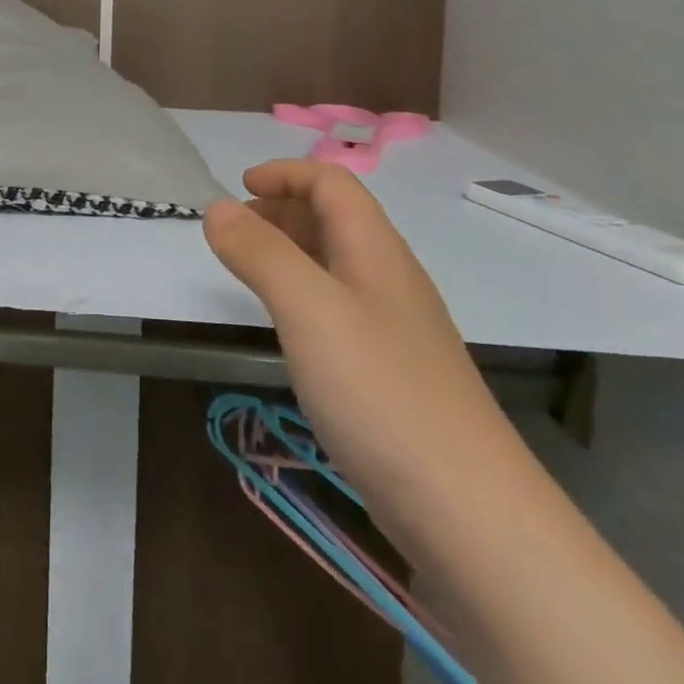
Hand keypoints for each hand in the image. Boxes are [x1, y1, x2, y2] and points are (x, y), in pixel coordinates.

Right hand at [203, 160, 528, 538]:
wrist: (466, 509)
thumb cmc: (380, 390)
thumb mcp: (308, 309)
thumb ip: (260, 252)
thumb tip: (217, 208)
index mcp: (376, 250)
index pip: (332, 183)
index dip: (285, 174)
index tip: (238, 188)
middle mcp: (389, 278)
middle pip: (336, 218)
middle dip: (282, 209)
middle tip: (234, 232)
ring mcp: (395, 327)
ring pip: (337, 263)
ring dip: (290, 251)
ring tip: (249, 272)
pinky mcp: (392, 371)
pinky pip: (340, 307)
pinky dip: (303, 294)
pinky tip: (288, 328)